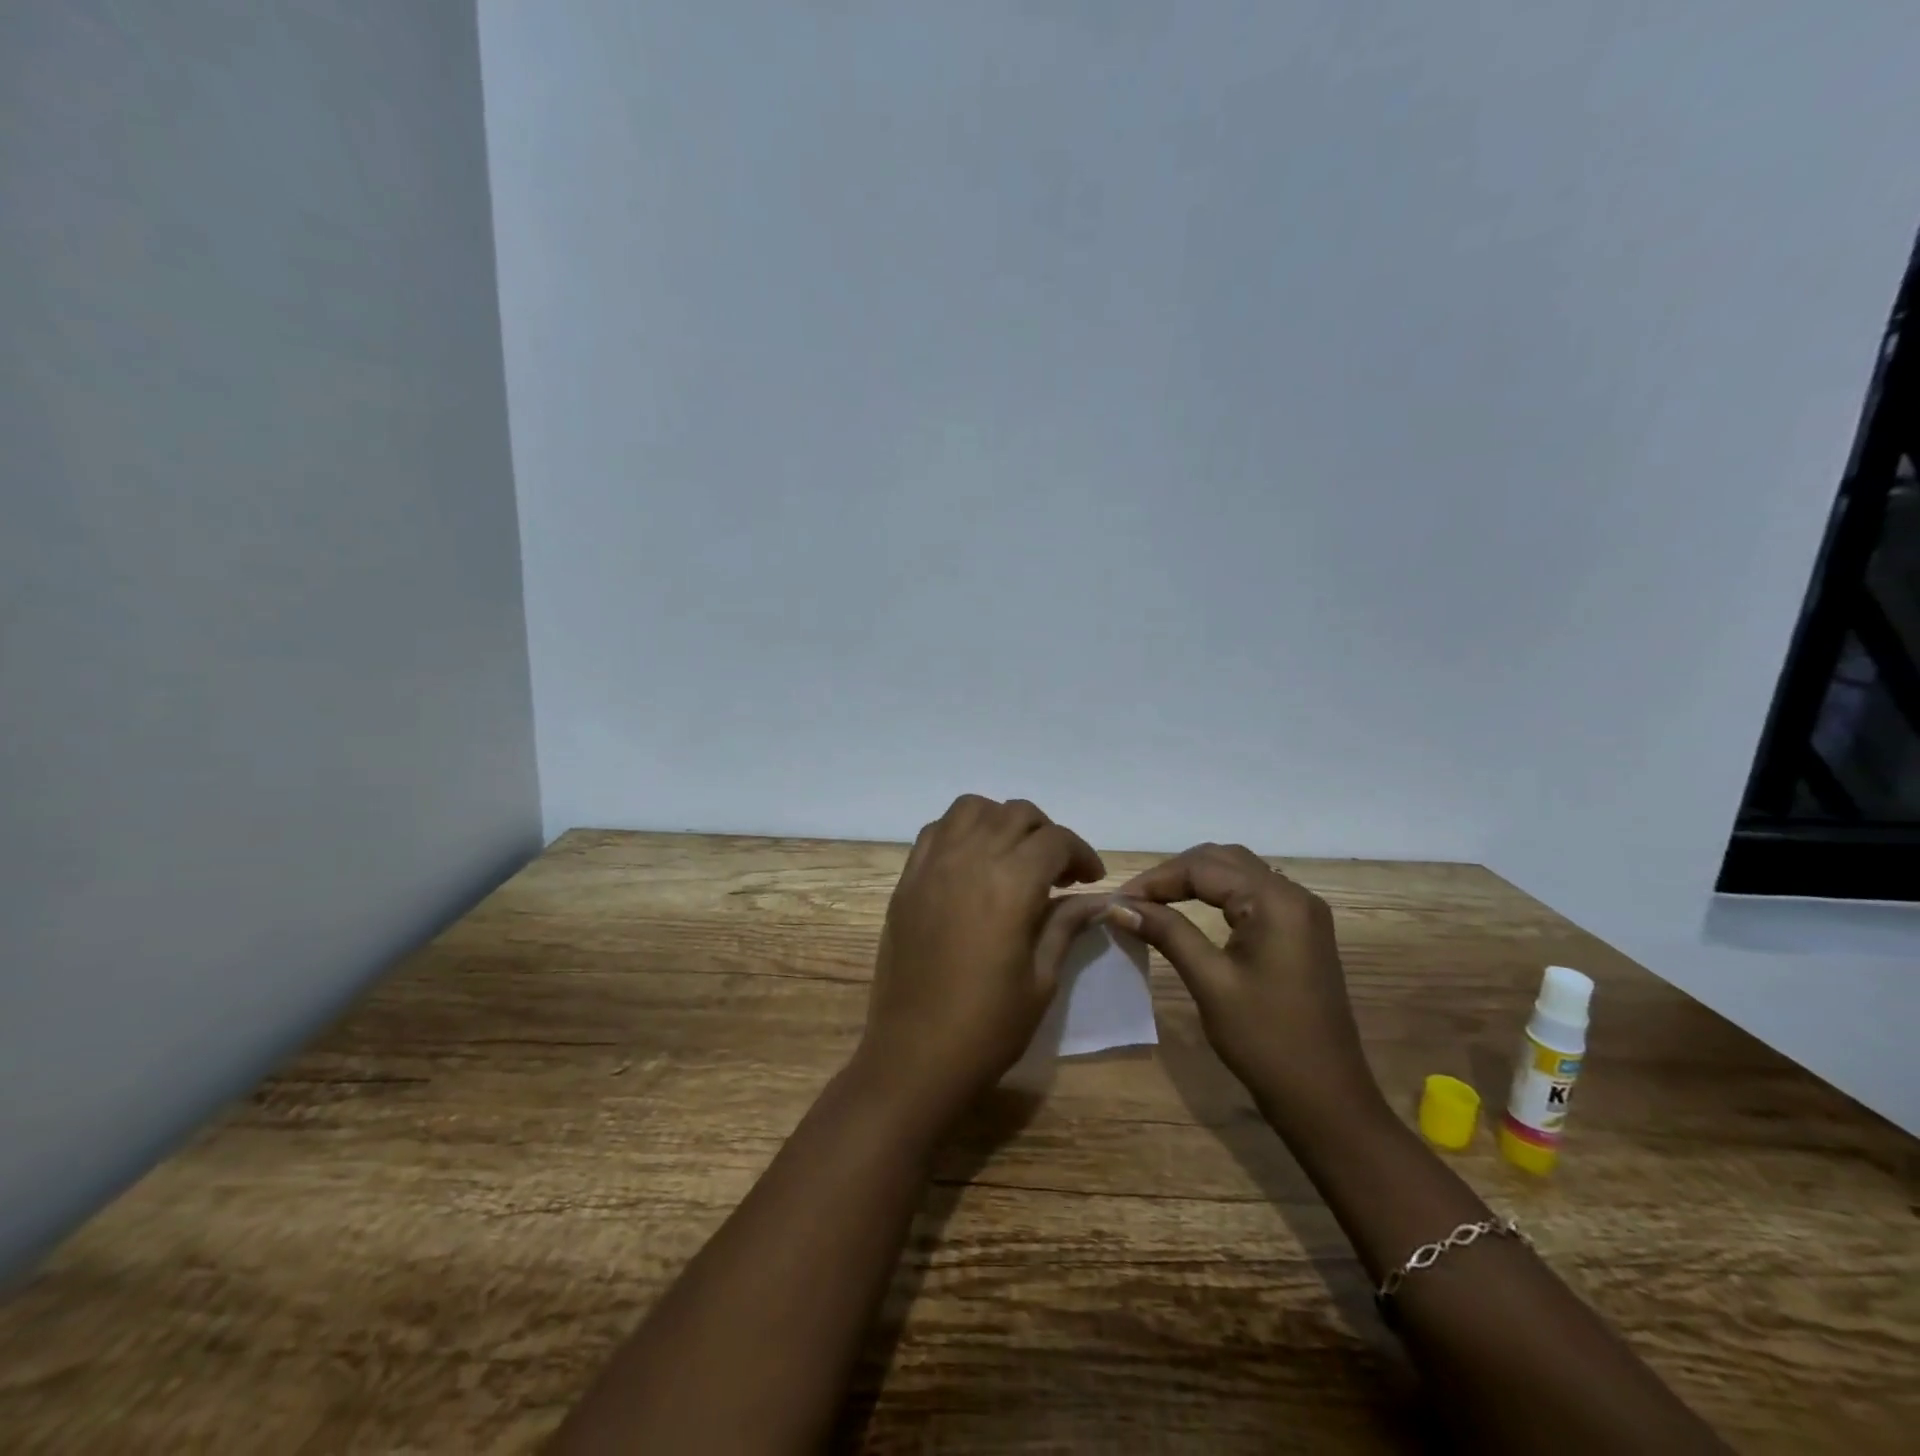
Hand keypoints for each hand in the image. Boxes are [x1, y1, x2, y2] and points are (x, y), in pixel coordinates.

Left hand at [854, 795, 1109, 1130]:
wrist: (914, 1057)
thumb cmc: (987, 1028)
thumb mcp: (1042, 980)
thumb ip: (1066, 925)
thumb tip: (1096, 899)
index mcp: (1009, 885)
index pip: (1055, 840)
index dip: (1081, 853)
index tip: (1091, 879)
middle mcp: (968, 859)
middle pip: (1016, 814)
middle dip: (1046, 834)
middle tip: (1058, 872)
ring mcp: (931, 865)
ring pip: (972, 808)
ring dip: (1001, 821)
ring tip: (1013, 857)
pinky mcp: (906, 879)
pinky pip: (935, 830)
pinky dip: (961, 831)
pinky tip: (972, 863)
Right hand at [1112, 843, 1380, 1133]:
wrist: (1325, 1099)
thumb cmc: (1265, 1041)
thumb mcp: (1210, 982)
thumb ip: (1167, 933)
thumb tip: (1119, 905)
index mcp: (1276, 901)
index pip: (1203, 867)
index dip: (1156, 879)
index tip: (1117, 901)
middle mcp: (1294, 894)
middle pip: (1222, 860)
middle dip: (1174, 874)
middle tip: (1133, 900)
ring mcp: (1302, 912)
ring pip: (1237, 872)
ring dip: (1195, 880)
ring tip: (1154, 902)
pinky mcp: (1301, 931)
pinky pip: (1252, 894)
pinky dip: (1217, 895)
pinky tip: (1190, 910)